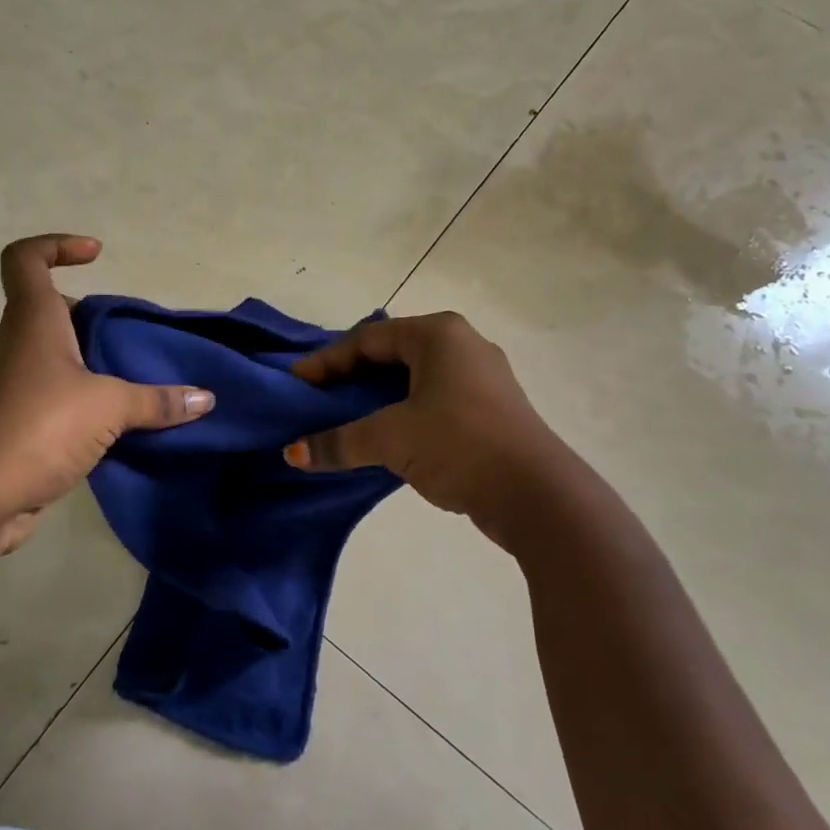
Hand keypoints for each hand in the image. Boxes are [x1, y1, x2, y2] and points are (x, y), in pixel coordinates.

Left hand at [0, 235, 213, 554]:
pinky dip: (82, 395)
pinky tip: (115, 420)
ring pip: (53, 353)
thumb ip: (157, 400)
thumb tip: (205, 398)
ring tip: (134, 378)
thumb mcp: (108, 407)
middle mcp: (16, 343)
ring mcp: (11, 382)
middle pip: (49, 308)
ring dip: (90, 359)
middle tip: (131, 336)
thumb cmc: (39, 428)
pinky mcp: (14, 419)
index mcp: (32, 320)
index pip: (26, 258)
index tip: (97, 256)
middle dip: (92, 316)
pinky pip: (53, 392)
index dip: (58, 245)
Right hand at [283, 312, 561, 542]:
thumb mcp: (391, 439)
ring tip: (344, 418)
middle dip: (350, 377)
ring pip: (413, 378)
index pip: (367, 339)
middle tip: (317, 400)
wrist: (538, 496)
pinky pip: (433, 398)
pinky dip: (403, 411)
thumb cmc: (459, 445)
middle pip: (390, 354)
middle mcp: (462, 344)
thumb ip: (338, 441)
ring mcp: (482, 376)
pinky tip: (385, 435)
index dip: (326, 362)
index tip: (296, 385)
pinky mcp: (491, 408)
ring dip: (376, 397)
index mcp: (438, 333)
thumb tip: (291, 453)